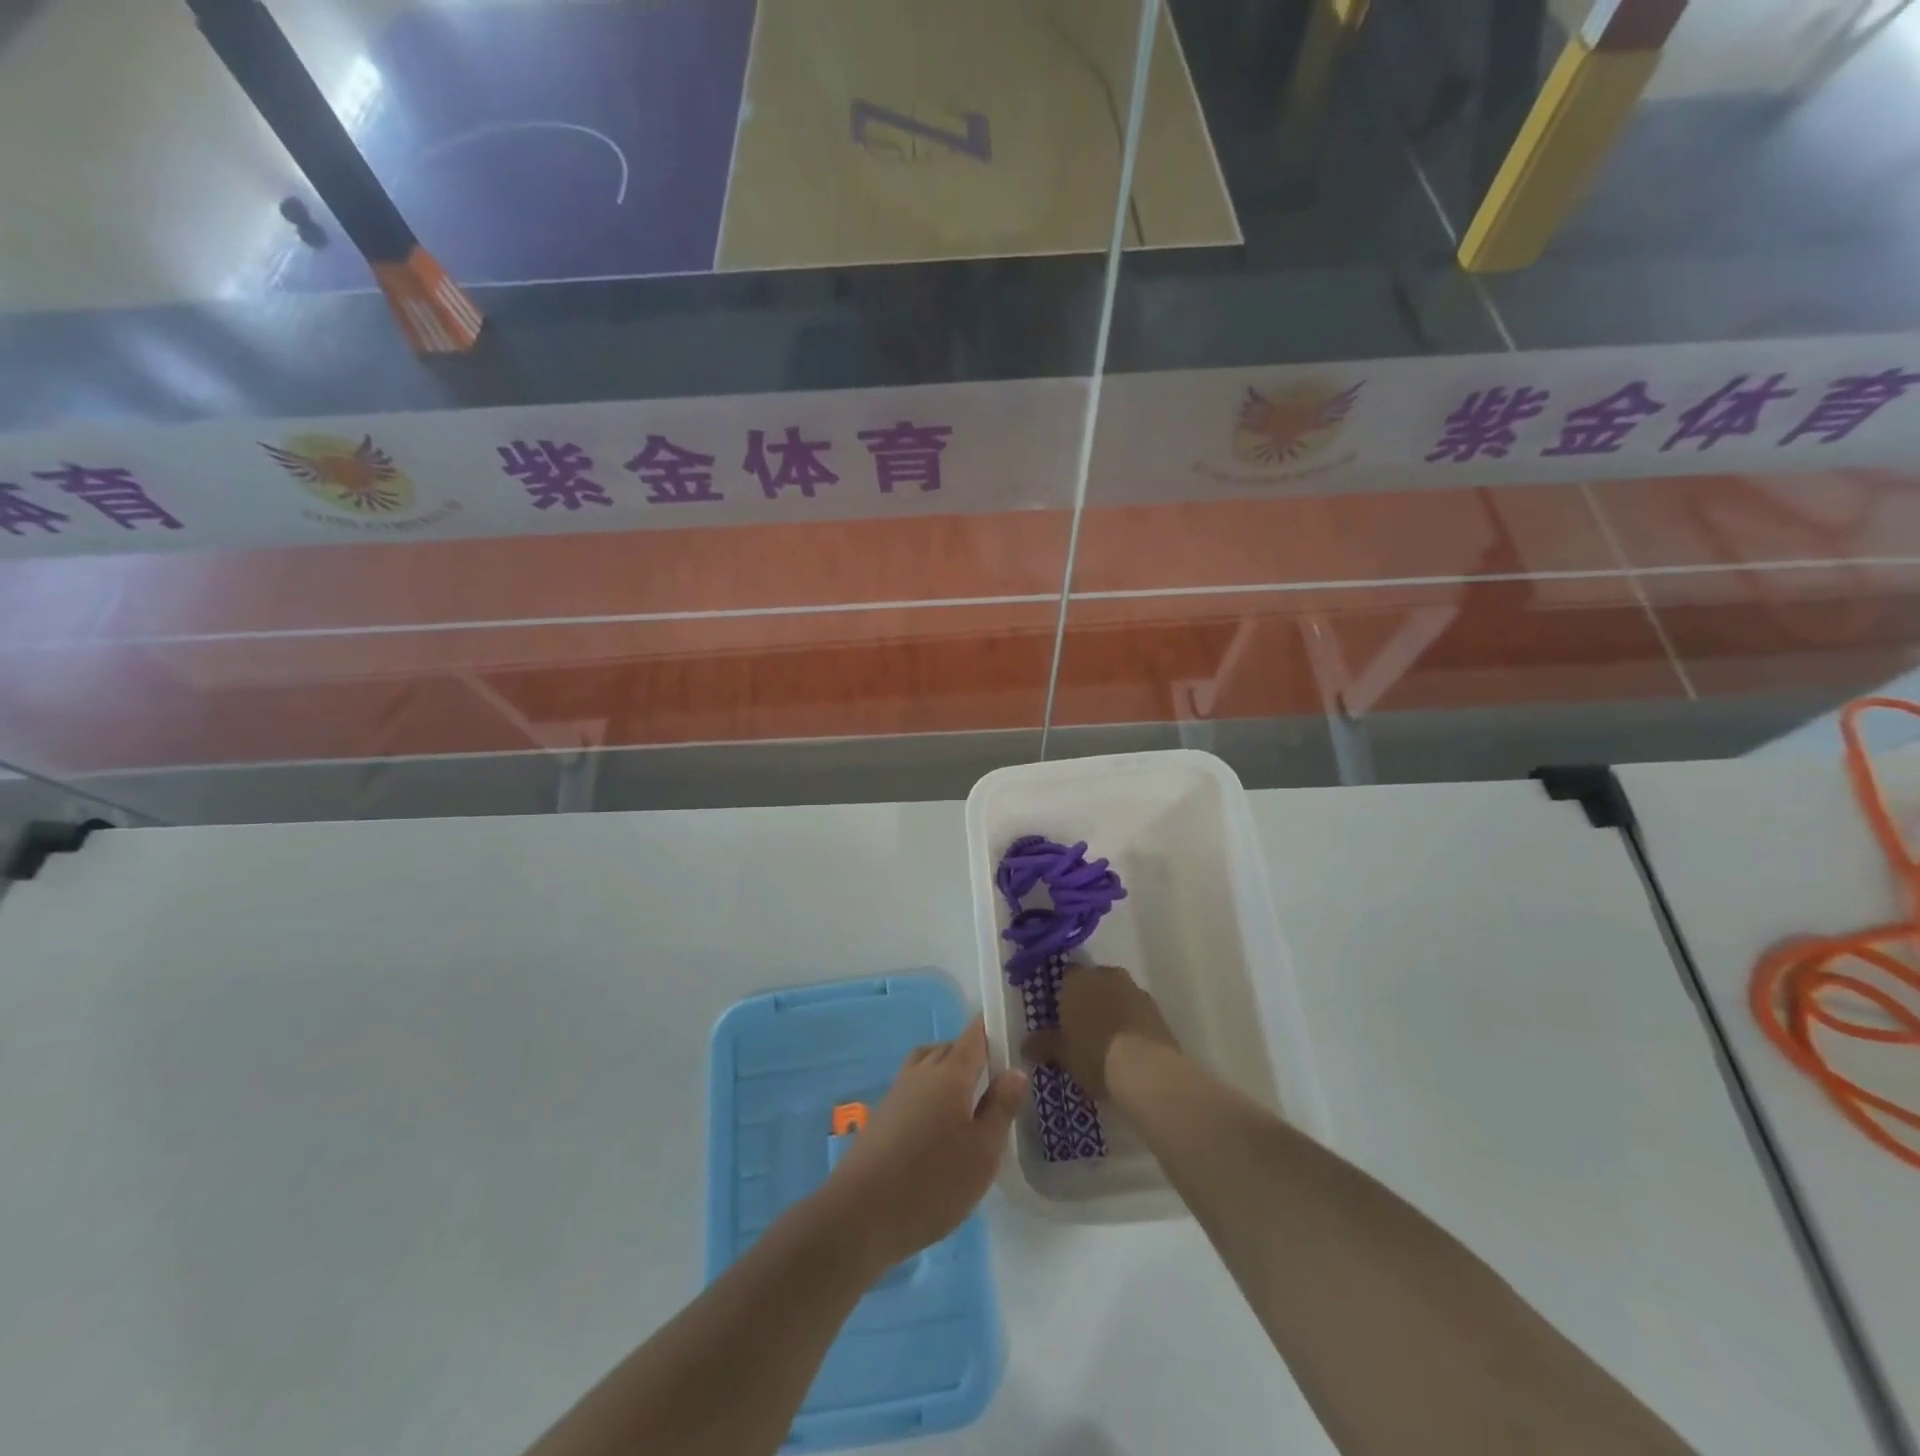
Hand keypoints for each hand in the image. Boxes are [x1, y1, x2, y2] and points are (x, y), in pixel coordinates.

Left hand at [818, 1016, 1025, 1268]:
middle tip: (996, 1074)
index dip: (991, 1028)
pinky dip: (930, 1092)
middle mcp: (922, 1073)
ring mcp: (897, 1092)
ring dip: (947, 1070)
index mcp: (950, 1074)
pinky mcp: (882, 1116)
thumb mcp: (983, 1152)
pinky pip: (913, 1087)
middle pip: (949, 1048)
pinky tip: (939, 1125)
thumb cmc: (933, 1182)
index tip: (1010, 1029)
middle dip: (972, 1052)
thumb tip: (1016, 1070)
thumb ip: (1001, 1108)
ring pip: (927, 1064)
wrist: (861, 1214)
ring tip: (968, 1098)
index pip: (974, 1036)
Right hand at [1021, 964, 1178, 1098]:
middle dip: (1088, 1001)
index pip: (1065, 977)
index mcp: (1077, 979)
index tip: (1060, 1019)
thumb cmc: (1094, 1054)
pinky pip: (1135, 1011)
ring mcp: (1134, 989)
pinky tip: (1127, 1047)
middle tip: (1081, 1030)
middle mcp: (1106, 975)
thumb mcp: (1062, 1054)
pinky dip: (1130, 1023)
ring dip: (1111, 1010)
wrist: (1147, 1070)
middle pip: (1093, 983)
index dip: (1062, 996)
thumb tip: (1026, 1045)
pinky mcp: (1157, 1009)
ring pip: (1116, 995)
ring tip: (1105, 1041)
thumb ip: (1043, 1045)